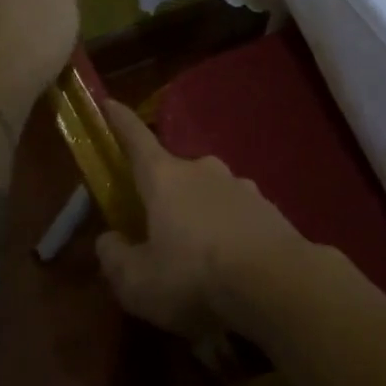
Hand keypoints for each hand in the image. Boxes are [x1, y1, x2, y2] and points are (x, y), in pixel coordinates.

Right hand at [95, 99, 313, 337]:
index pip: (136, 140)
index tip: (109, 102)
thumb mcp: (137, 282)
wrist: (277, 283)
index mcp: (165, 178)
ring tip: (196, 257)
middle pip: (173, 174)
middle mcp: (203, 170)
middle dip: (162, 195)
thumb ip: (115, 258)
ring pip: (207, 194)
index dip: (119, 122)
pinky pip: (236, 213)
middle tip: (154, 229)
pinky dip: (227, 230)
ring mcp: (240, 185)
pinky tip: (230, 263)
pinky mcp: (268, 207)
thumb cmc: (195, 277)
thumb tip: (108, 240)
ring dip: (197, 215)